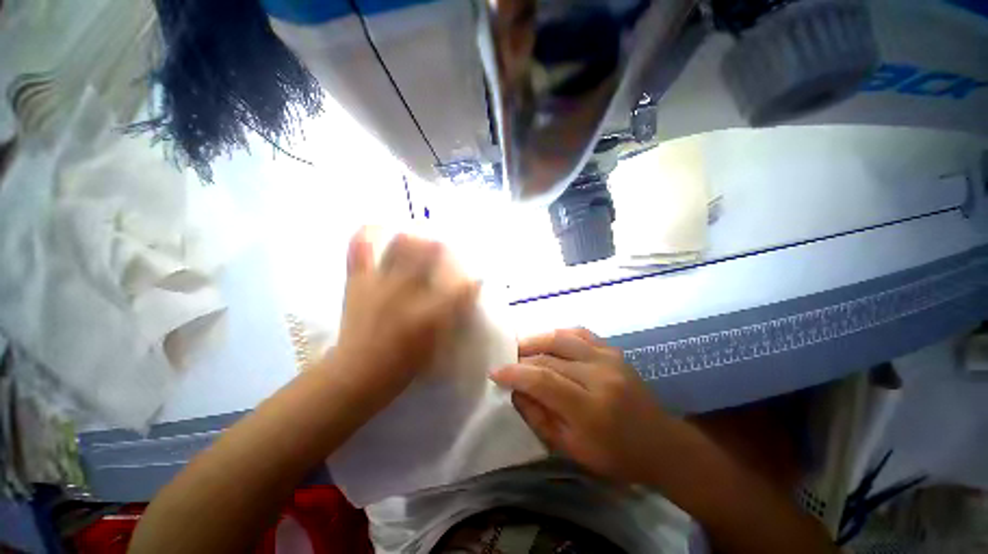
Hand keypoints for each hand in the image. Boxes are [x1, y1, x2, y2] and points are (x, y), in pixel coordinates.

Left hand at [332, 227, 478, 402]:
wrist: (357, 374)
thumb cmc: (402, 365)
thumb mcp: (436, 345)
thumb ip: (452, 318)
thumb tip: (466, 294)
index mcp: (428, 312)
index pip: (461, 286)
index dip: (472, 279)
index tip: (478, 277)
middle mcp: (407, 291)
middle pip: (431, 254)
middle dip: (443, 247)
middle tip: (446, 247)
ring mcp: (380, 283)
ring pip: (401, 245)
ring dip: (415, 237)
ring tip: (419, 235)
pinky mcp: (358, 282)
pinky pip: (360, 250)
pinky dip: (367, 235)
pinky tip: (376, 227)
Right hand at [490, 328, 678, 484]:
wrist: (661, 443)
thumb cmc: (615, 456)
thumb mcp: (571, 449)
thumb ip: (538, 417)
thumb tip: (515, 390)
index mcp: (590, 407)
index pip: (542, 379)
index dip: (514, 373)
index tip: (495, 372)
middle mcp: (599, 375)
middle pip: (549, 357)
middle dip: (522, 358)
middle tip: (507, 362)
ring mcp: (608, 358)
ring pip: (561, 337)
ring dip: (536, 340)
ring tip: (522, 348)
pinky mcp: (613, 350)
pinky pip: (579, 332)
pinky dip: (558, 334)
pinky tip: (548, 341)